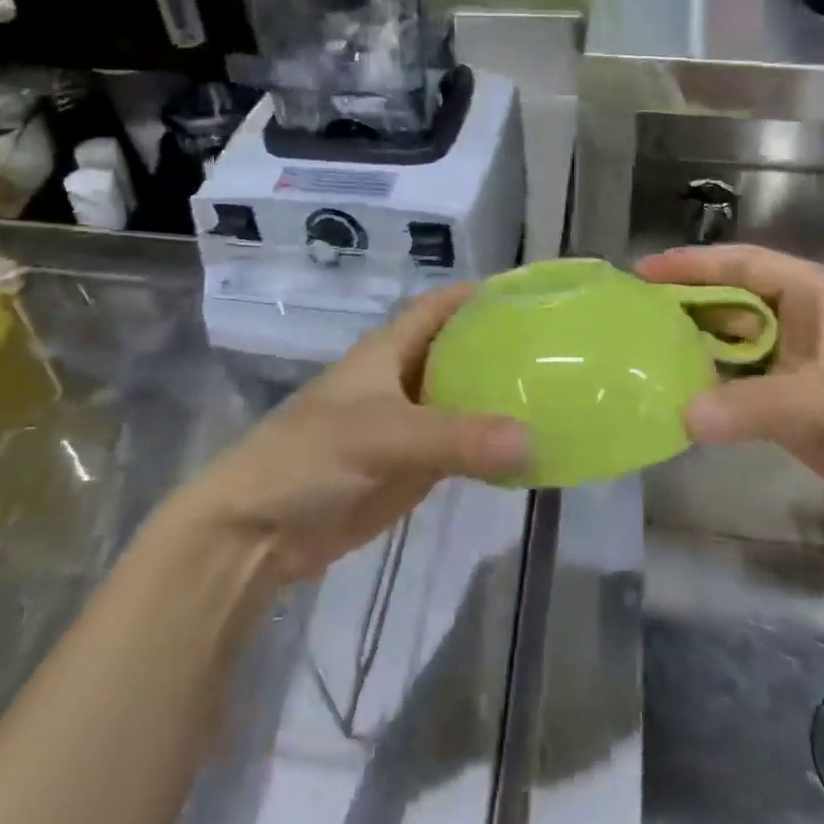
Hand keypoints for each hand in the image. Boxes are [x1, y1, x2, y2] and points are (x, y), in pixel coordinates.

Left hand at [185, 285, 529, 583]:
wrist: (260, 530)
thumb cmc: (311, 457)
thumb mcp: (383, 436)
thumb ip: (457, 438)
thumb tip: (533, 440)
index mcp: (389, 350)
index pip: (441, 306)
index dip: (479, 294)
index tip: (532, 295)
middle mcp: (402, 379)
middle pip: (460, 352)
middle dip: (503, 348)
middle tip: (563, 352)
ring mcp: (408, 425)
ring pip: (464, 401)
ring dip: (501, 399)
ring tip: (560, 395)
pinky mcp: (411, 467)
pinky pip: (461, 448)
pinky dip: (491, 446)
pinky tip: (530, 448)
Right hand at [636, 245, 823, 547]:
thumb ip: (761, 404)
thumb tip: (683, 415)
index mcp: (823, 297)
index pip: (747, 266)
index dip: (695, 265)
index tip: (643, 271)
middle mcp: (805, 327)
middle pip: (732, 308)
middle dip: (684, 311)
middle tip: (627, 321)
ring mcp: (799, 373)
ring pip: (732, 354)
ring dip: (693, 357)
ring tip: (638, 360)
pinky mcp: (796, 416)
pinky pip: (741, 398)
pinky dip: (710, 400)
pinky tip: (675, 403)